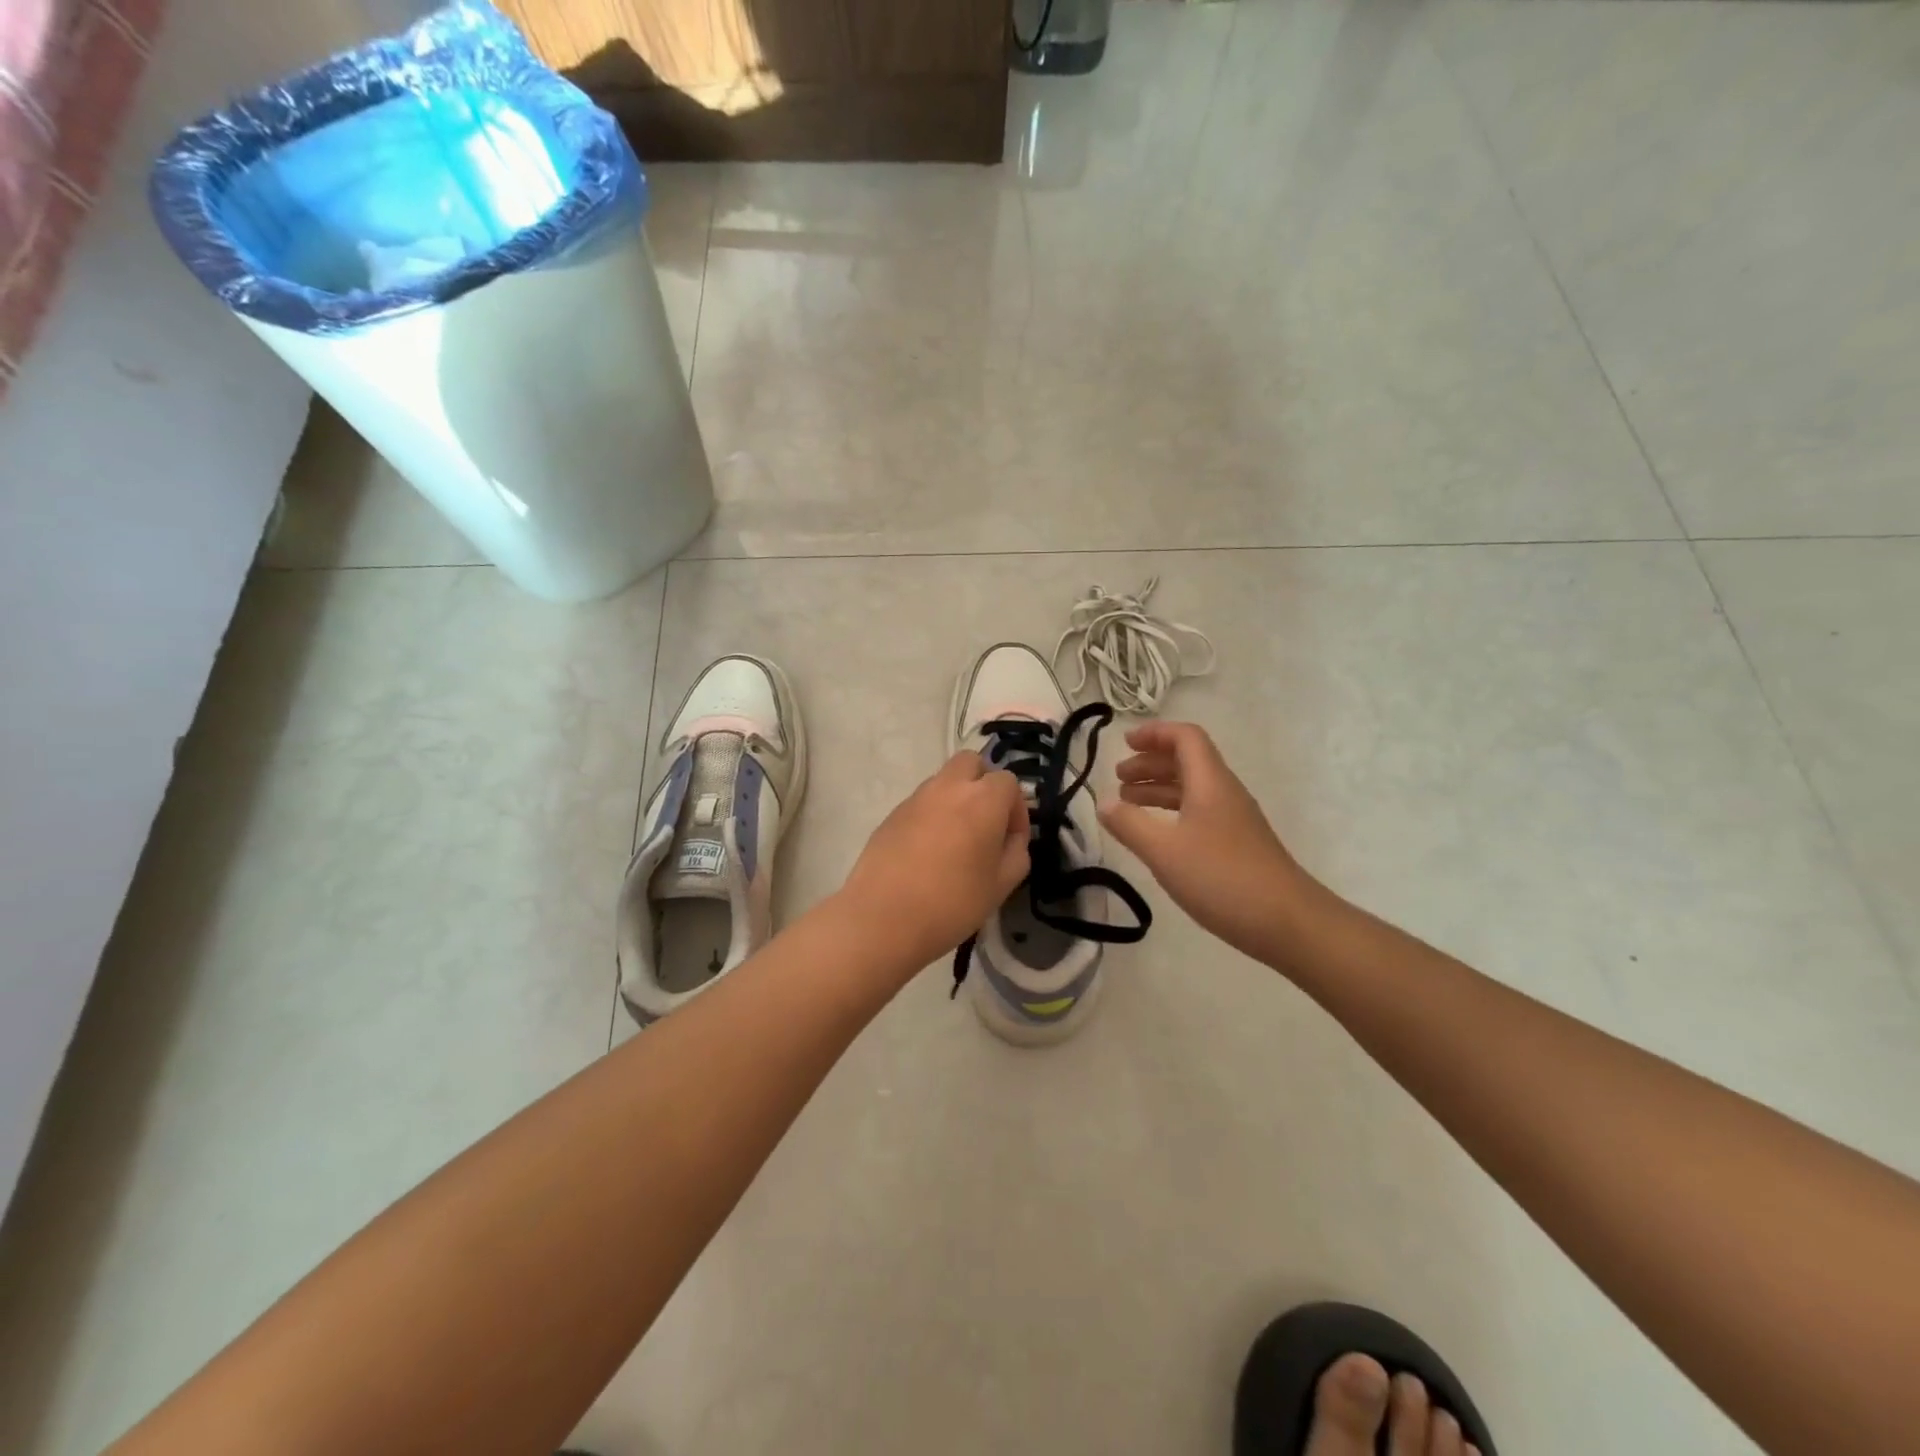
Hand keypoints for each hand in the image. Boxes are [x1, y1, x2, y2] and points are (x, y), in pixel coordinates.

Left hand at [839, 752, 1030, 971]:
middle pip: (972, 763)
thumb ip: (1017, 851)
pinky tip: (928, 852)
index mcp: (982, 799)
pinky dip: (931, 815)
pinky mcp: (892, 814)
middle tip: (985, 823)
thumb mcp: (1002, 884)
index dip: (1016, 809)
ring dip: (956, 798)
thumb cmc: (953, 902)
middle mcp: (948, 787)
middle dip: (984, 784)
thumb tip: (1011, 837)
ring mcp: (916, 798)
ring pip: (944, 780)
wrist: (884, 917)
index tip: (1011, 839)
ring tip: (956, 840)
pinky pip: (921, 803)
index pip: (1008, 782)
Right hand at [1099, 721, 1314, 963]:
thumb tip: (1103, 803)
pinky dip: (1172, 812)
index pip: (1185, 738)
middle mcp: (1224, 792)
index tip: (1124, 743)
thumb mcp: (1164, 851)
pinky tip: (1156, 834)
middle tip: (1118, 777)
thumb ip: (1129, 824)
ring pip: (1192, 788)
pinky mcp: (1237, 844)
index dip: (1154, 733)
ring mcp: (1234, 819)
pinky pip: (1198, 812)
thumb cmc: (1222, 879)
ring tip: (1127, 803)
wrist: (1288, 923)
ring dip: (1159, 788)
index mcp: (1210, 782)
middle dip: (1150, 762)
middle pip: (1187, 760)